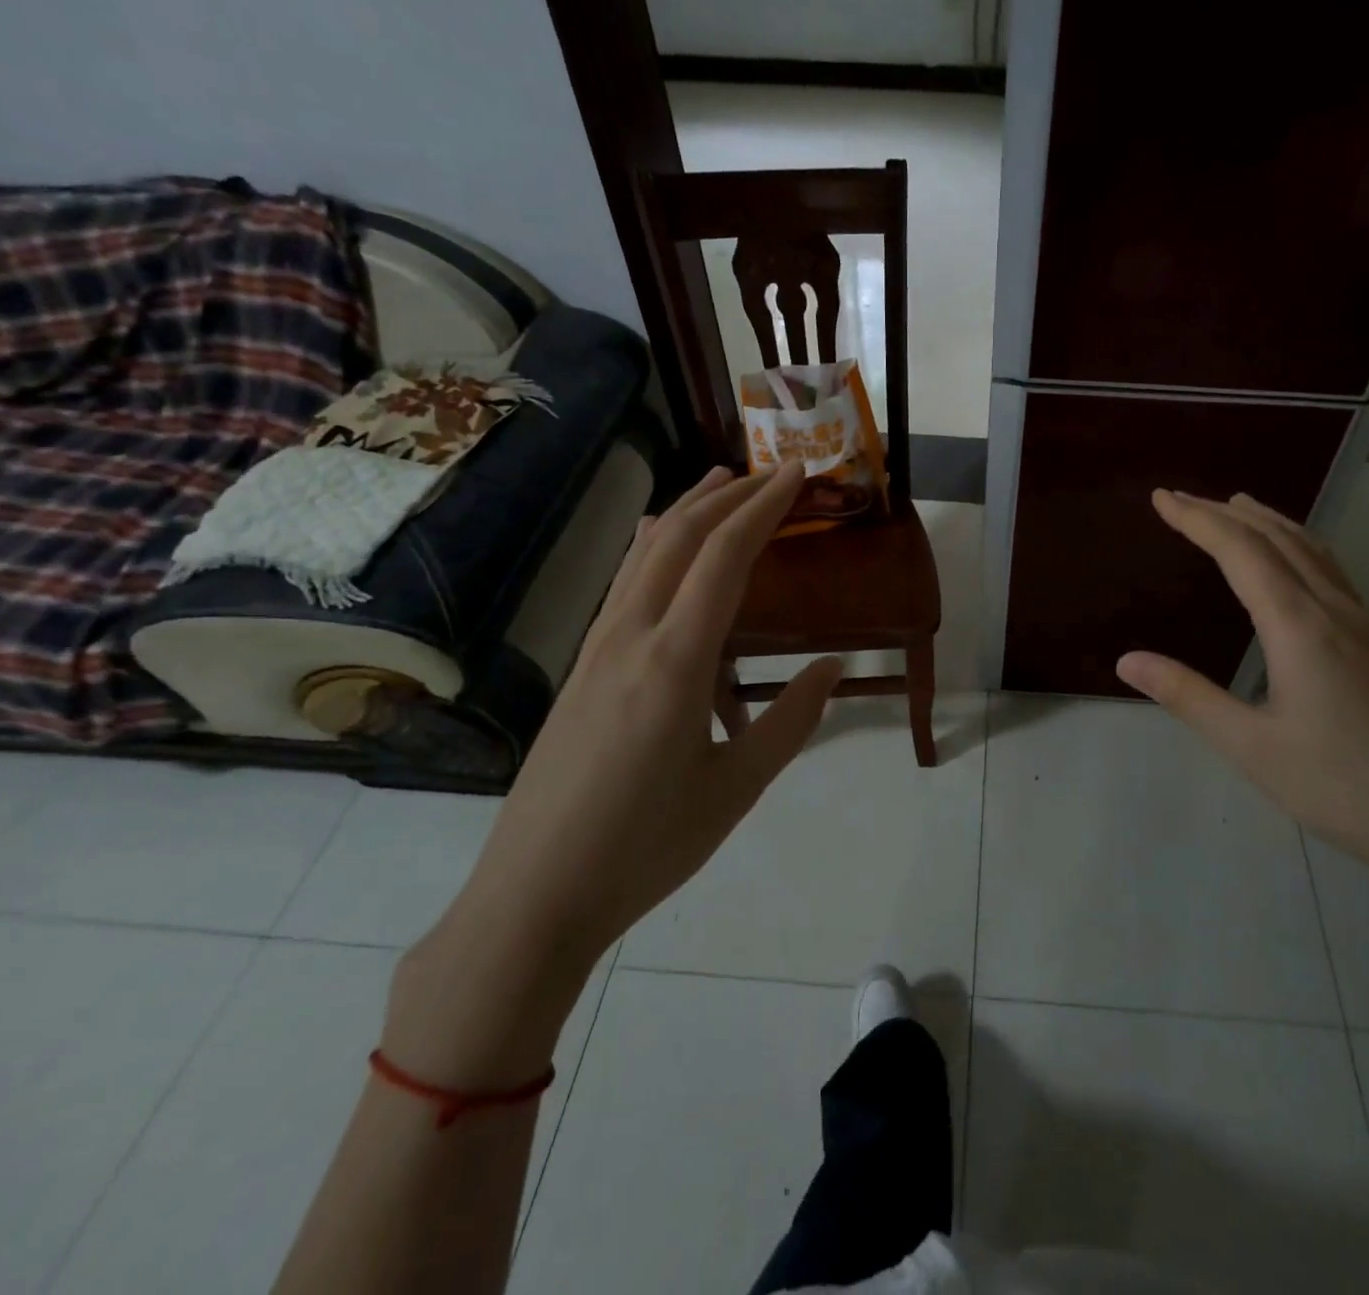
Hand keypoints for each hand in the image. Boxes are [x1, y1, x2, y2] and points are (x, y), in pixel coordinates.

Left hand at [386, 465, 840, 1081]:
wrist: (534, 896)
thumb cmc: (647, 846)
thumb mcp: (737, 788)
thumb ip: (792, 721)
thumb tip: (834, 666)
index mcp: (675, 662)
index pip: (725, 556)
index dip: (764, 507)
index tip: (797, 473)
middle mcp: (630, 637)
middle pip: (679, 538)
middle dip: (728, 495)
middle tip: (771, 472)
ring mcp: (596, 649)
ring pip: (645, 555)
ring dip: (687, 512)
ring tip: (721, 485)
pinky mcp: (581, 669)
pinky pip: (625, 584)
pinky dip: (657, 548)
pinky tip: (662, 550)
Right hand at [1116, 490, 1368, 978]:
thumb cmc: (1339, 787)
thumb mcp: (1249, 746)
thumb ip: (1187, 696)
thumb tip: (1126, 659)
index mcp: (1299, 626)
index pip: (1241, 553)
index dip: (1198, 520)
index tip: (1160, 498)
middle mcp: (1334, 611)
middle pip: (1277, 540)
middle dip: (1226, 513)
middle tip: (1181, 498)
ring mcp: (1362, 626)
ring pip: (1312, 551)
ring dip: (1268, 522)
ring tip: (1237, 506)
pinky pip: (1330, 572)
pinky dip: (1298, 545)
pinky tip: (1294, 562)